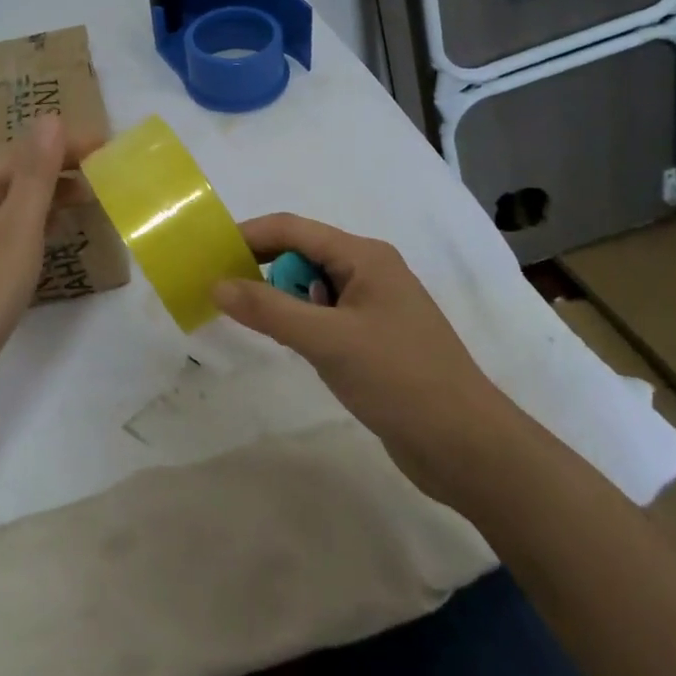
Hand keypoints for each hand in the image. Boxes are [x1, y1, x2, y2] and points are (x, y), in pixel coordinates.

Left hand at [0, 115, 80, 441]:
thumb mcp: (14, 232)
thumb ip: (35, 175)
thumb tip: (49, 117)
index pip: (18, 154)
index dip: (62, 145)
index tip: (107, 147)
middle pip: (9, 180)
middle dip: (55, 172)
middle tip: (104, 176)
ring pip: (4, 214)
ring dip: (44, 203)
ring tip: (86, 205)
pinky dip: (29, 236)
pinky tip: (47, 250)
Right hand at [212, 213, 519, 499]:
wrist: (467, 446)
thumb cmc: (399, 379)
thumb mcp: (327, 340)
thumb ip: (269, 310)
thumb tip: (217, 284)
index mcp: (365, 256)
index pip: (293, 229)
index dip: (248, 236)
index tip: (208, 255)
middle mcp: (370, 271)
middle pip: (303, 254)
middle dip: (263, 268)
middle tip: (221, 293)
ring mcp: (375, 306)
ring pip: (313, 287)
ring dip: (283, 299)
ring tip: (253, 323)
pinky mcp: (375, 339)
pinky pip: (326, 316)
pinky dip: (302, 322)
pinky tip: (292, 345)